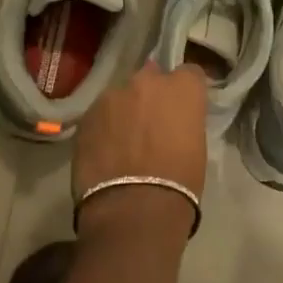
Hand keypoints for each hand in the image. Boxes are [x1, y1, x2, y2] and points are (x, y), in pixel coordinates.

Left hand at [72, 63, 208, 240]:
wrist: (134, 209)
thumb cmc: (179, 182)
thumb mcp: (196, 145)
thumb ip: (183, 121)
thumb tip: (172, 123)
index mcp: (182, 88)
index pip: (189, 73)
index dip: (185, 90)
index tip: (183, 107)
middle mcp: (147, 82)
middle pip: (151, 78)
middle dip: (151, 96)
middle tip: (151, 123)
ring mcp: (112, 96)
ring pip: (121, 96)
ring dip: (124, 111)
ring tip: (123, 140)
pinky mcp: (87, 116)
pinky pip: (100, 115)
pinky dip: (104, 127)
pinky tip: (105, 151)